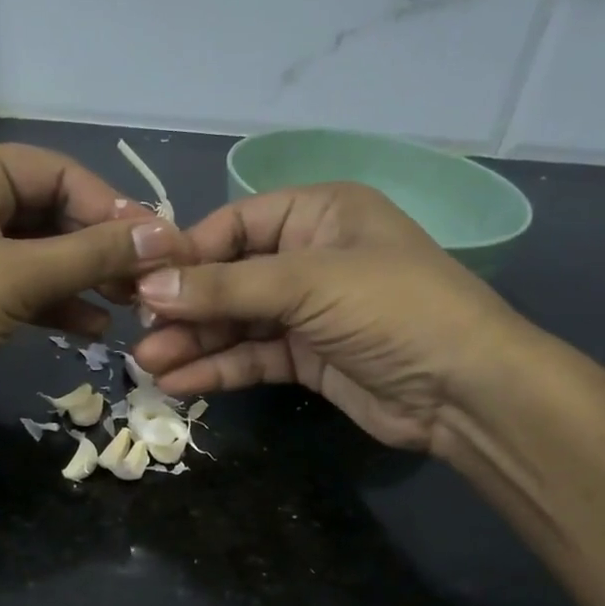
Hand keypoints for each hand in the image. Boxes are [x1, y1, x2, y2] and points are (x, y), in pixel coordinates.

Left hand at [0, 142, 179, 442]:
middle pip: (54, 213)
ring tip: (134, 306)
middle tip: (152, 281)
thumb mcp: (16, 278)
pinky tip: (97, 329)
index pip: (60, 174)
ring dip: (87, 279)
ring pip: (42, 254)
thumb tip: (165, 236)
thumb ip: (92, 254)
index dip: (113, 208)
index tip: (161, 245)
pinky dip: (59, 304)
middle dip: (102, 248)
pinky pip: (25, 287)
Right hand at [129, 183, 530, 452]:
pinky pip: (252, 357)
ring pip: (236, 322)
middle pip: (229, 277)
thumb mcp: (309, 284)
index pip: (234, 226)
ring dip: (194, 342)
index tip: (141, 284)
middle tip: (138, 333)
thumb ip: (226, 287)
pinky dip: (219, 369)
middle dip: (185, 307)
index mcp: (317, 214)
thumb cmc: (393, 309)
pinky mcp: (307, 359)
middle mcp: (309, 257)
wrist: (466, 391)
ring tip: (148, 365)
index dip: (187, 255)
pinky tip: (180, 382)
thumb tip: (149, 288)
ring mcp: (308, 311)